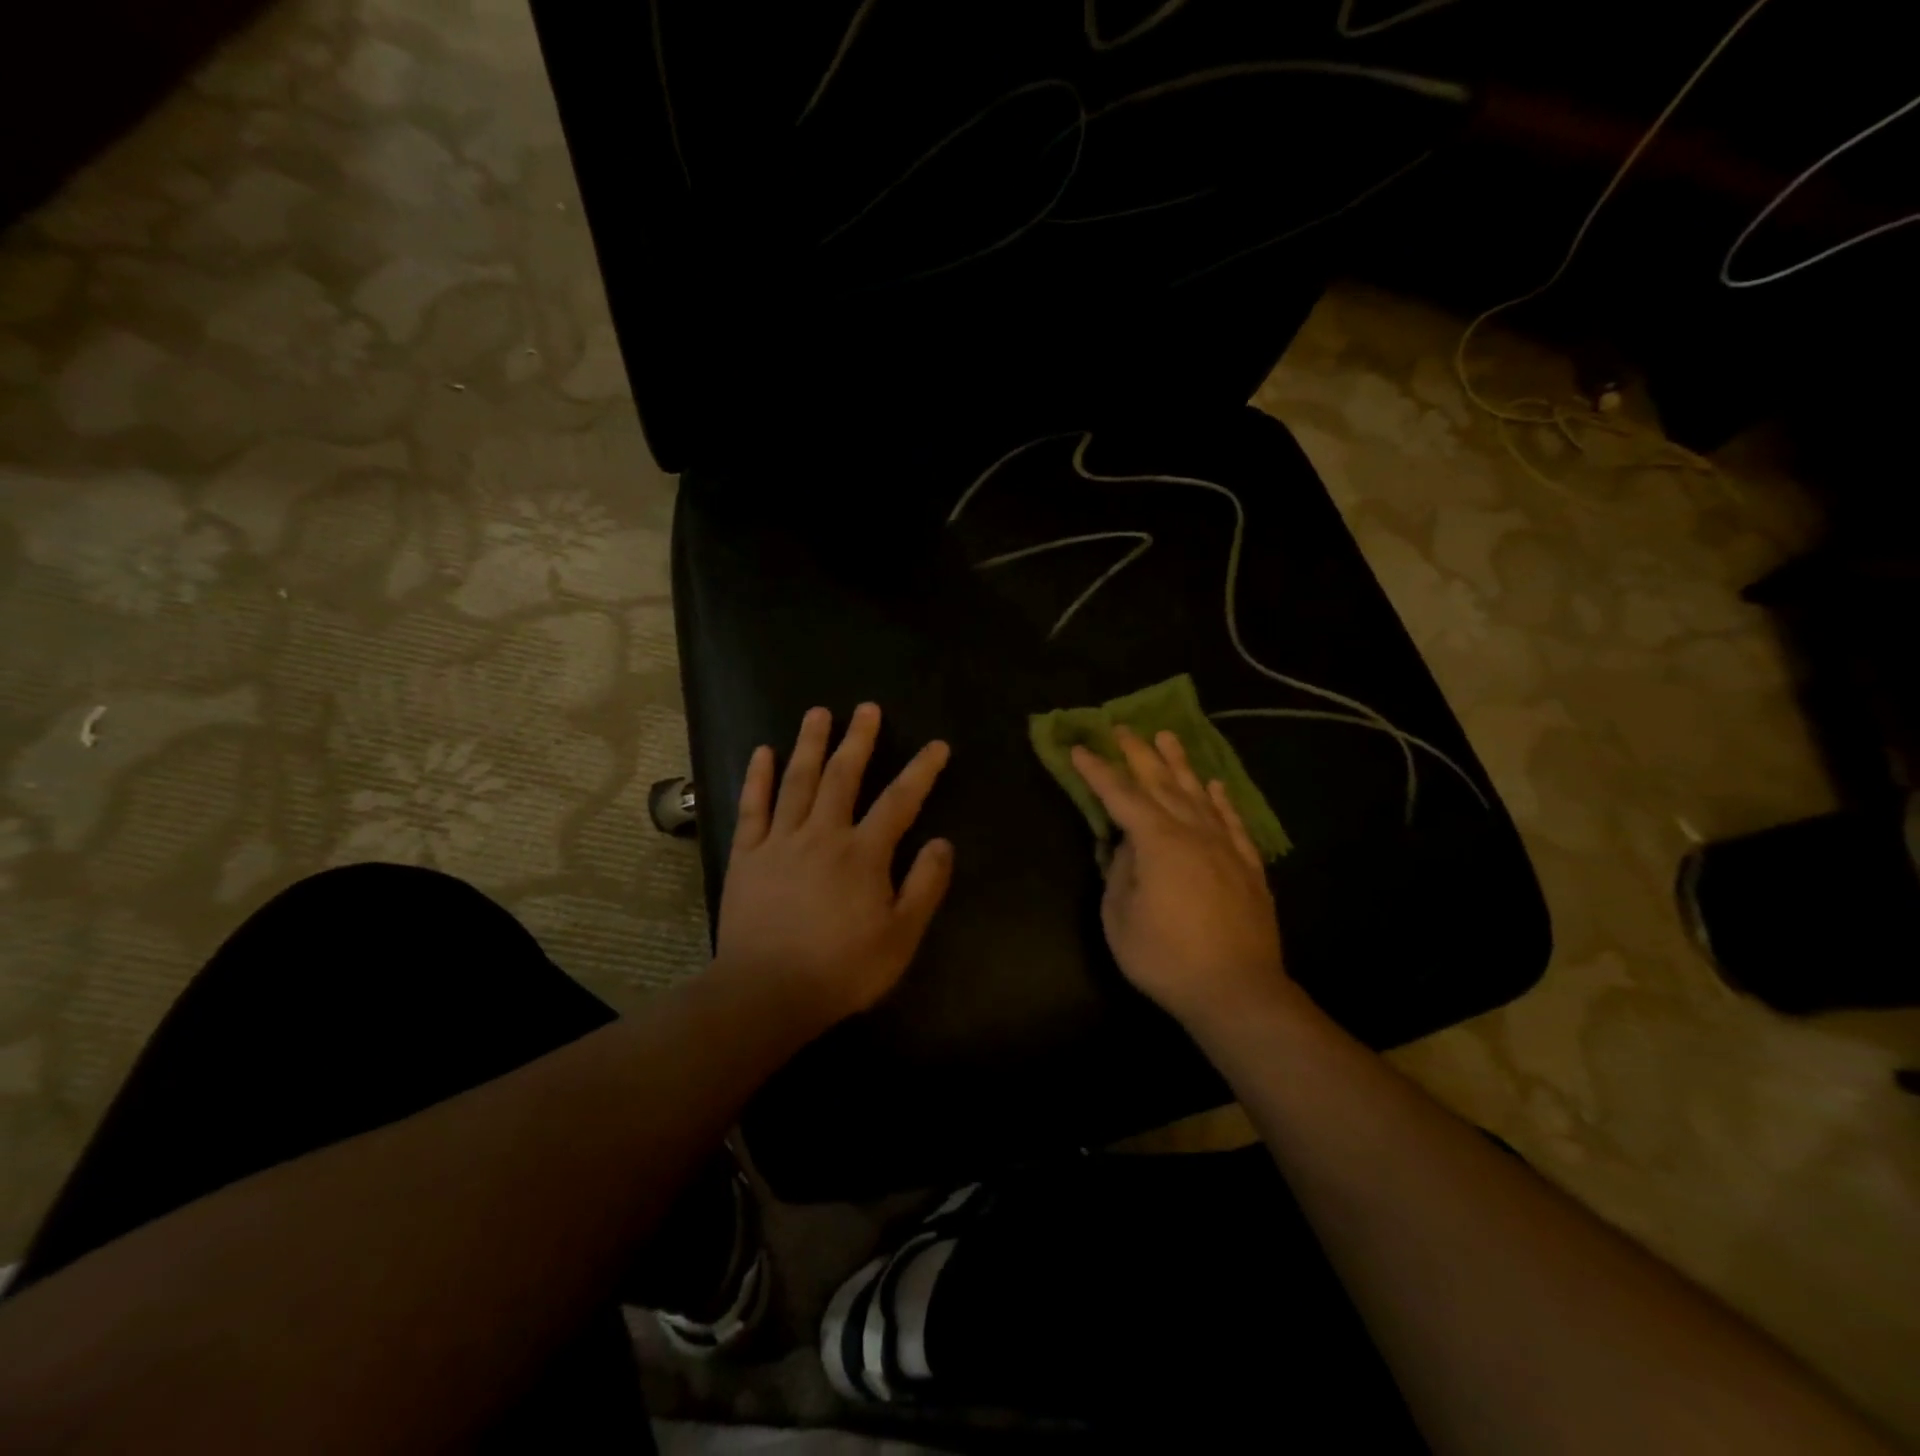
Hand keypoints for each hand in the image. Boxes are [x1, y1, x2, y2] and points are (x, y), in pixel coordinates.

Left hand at [715, 703, 953, 1027]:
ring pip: (798, 781)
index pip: (899, 801)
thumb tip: (942, 842)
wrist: (767, 992)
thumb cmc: (841, 969)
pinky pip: (753, 806)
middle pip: (843, 776)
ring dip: (809, 743)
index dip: (921, 770)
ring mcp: (780, 841)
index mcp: (863, 854)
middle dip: (859, 739)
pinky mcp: (747, 854)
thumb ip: (924, 886)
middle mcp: (823, 834)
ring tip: (819, 712)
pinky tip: (762, 751)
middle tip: (867, 708)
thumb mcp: (901, 937)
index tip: (937, 745)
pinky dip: (758, 777)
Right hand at [1071, 727, 1290, 1031]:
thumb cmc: (1166, 958)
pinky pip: (1232, 821)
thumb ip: (1120, 874)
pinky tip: (1214, 785)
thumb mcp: (1120, 919)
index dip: (1098, 772)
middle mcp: (1193, 833)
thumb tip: (1126, 847)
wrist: (1237, 991)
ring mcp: (1225, 847)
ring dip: (1180, 764)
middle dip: (1138, 754)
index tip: (1080, 749)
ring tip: (1166, 737)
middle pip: (1161, 784)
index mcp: (1158, 842)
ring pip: (1198, 794)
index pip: (1121, 796)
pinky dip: (1220, 800)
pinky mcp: (1248, 866)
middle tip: (1122, 728)